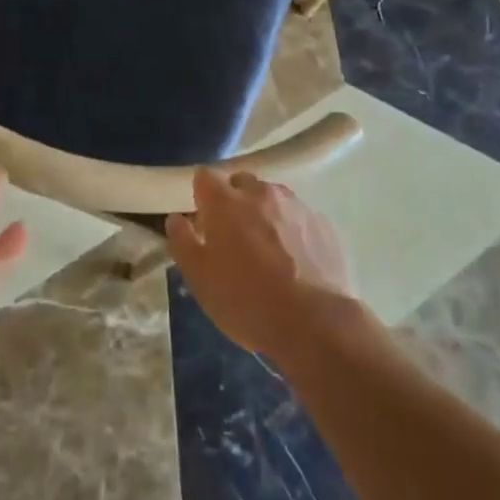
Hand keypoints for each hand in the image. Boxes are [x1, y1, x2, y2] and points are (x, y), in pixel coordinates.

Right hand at [166, 168, 355, 359]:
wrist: (315, 323)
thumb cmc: (246, 300)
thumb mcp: (200, 278)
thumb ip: (182, 241)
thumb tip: (177, 218)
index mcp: (225, 201)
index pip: (205, 177)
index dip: (201, 196)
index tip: (203, 222)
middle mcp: (261, 192)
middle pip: (240, 183)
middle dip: (233, 202)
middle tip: (233, 238)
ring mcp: (295, 205)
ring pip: (271, 197)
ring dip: (264, 213)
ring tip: (266, 250)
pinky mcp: (322, 223)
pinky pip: (297, 216)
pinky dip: (291, 229)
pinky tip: (294, 261)